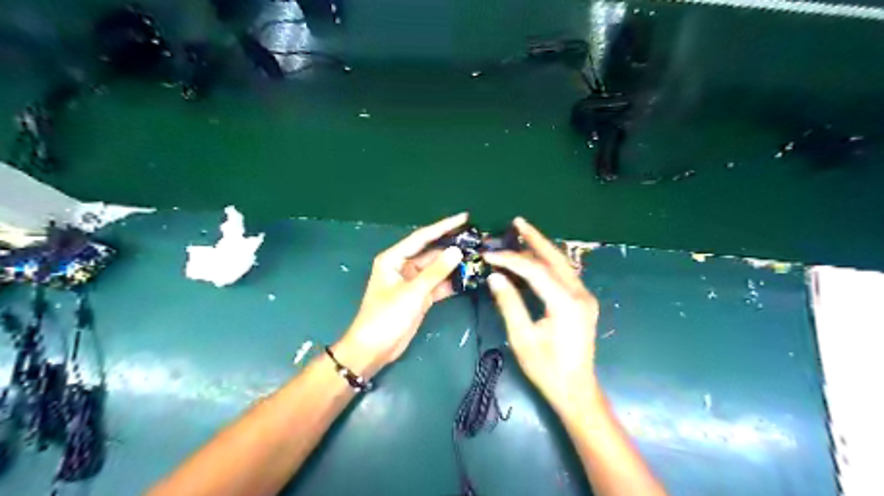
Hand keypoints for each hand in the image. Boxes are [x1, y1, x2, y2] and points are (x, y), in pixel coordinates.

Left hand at [335, 210, 465, 374]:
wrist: (374, 349)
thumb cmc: (386, 316)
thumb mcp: (412, 292)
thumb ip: (436, 272)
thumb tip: (457, 251)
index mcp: (394, 258)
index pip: (422, 237)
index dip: (444, 226)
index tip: (465, 218)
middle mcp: (404, 266)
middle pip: (432, 253)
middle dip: (453, 247)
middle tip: (478, 240)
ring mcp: (413, 283)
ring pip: (437, 269)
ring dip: (455, 265)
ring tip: (479, 257)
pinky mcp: (420, 297)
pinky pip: (438, 285)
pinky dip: (452, 283)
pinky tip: (469, 278)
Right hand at [483, 219, 601, 407]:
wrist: (576, 390)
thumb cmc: (547, 369)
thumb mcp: (522, 338)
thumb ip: (509, 303)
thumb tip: (496, 276)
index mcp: (566, 303)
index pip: (535, 270)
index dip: (510, 260)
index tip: (489, 255)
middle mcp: (580, 294)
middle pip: (555, 258)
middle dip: (534, 238)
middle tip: (517, 221)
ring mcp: (585, 297)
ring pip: (562, 264)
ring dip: (543, 247)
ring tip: (524, 232)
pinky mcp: (583, 302)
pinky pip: (565, 274)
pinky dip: (549, 263)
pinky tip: (536, 258)